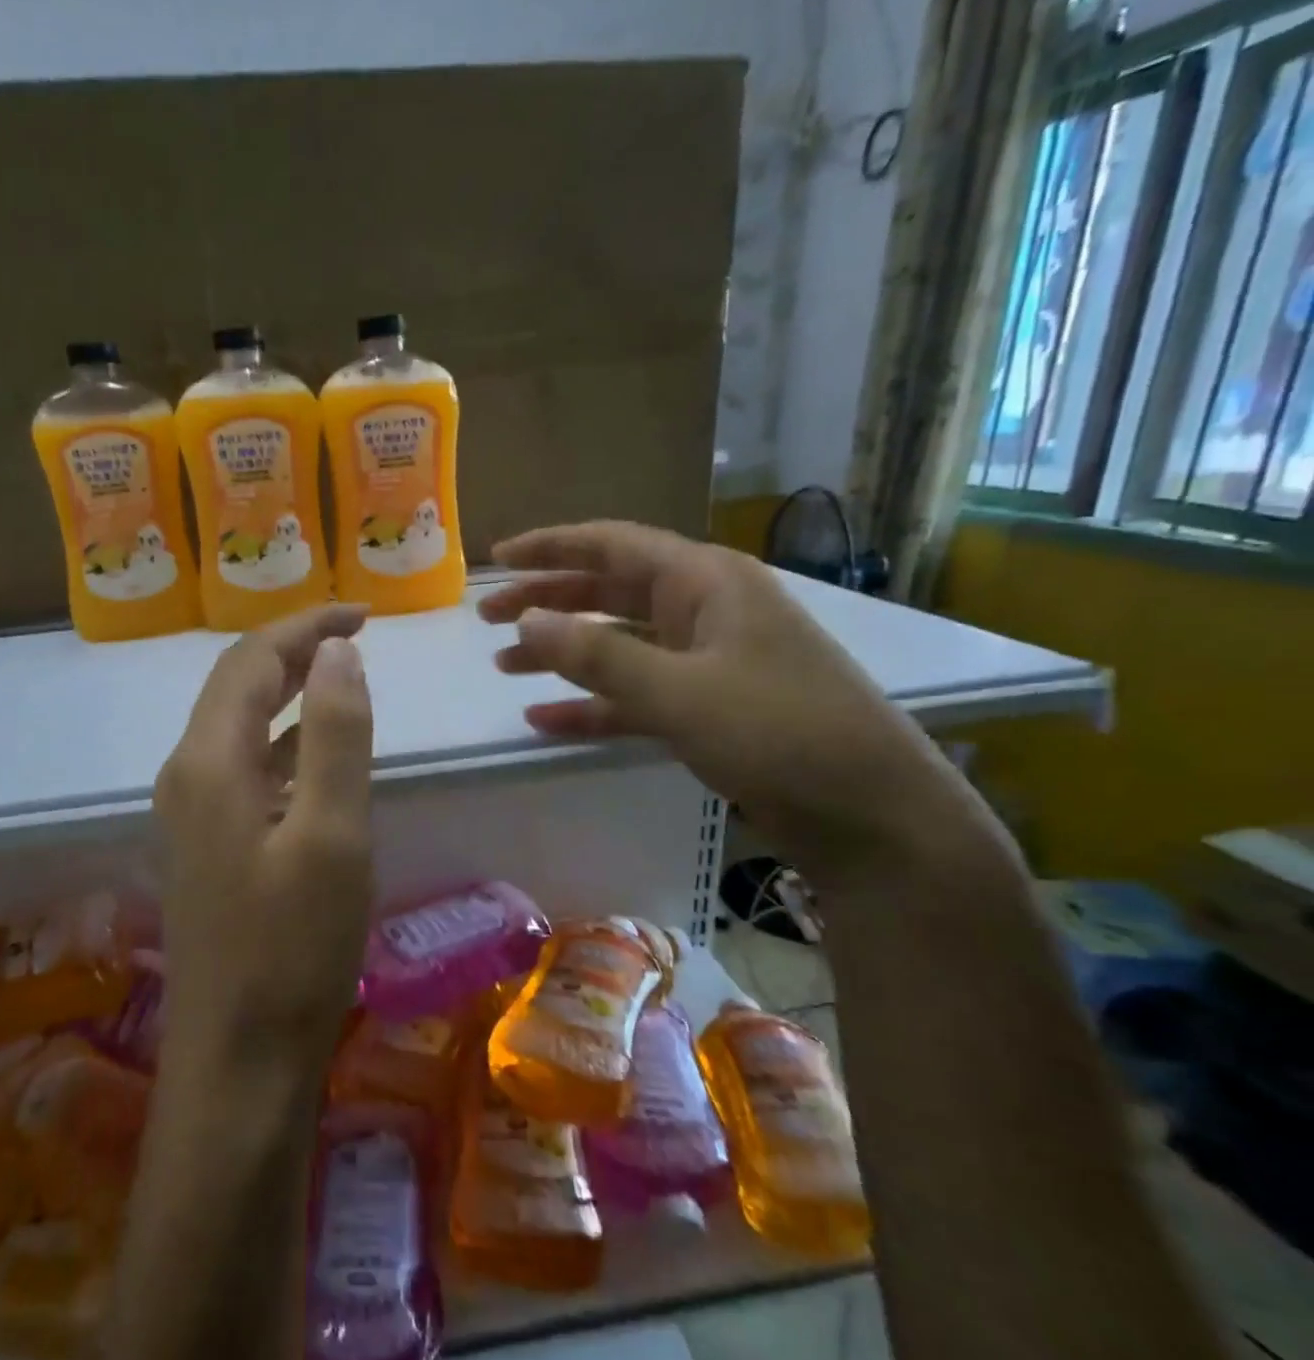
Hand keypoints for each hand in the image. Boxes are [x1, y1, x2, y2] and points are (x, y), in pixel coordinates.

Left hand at [154, 605, 374, 1076]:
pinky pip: (245, 768)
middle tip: (355, 635)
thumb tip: (336, 651)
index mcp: (209, 761)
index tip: (363, 614)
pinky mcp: (208, 848)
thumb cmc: (292, 949)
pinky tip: (318, 755)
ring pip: (239, 727)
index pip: (251, 661)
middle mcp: (187, 776)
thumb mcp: (332, 834)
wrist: (237, 1063)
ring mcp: (191, 815)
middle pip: (236, 686)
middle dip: (293, 650)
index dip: (304, 626)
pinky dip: (284, 742)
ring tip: (342, 677)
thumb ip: (336, 734)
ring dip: (288, 693)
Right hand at [480, 521, 1016, 897]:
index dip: (552, 548)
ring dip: (563, 653)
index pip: (614, 546)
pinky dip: (592, 705)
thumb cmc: (780, 733)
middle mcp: (705, 610)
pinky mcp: (708, 707)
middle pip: (610, 592)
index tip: (498, 556)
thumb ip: (597, 655)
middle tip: (488, 619)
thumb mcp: (679, 691)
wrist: (871, 814)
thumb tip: (526, 619)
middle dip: (548, 601)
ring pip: (619, 644)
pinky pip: (635, 694)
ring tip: (505, 666)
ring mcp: (707, 660)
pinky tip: (545, 722)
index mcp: (705, 582)